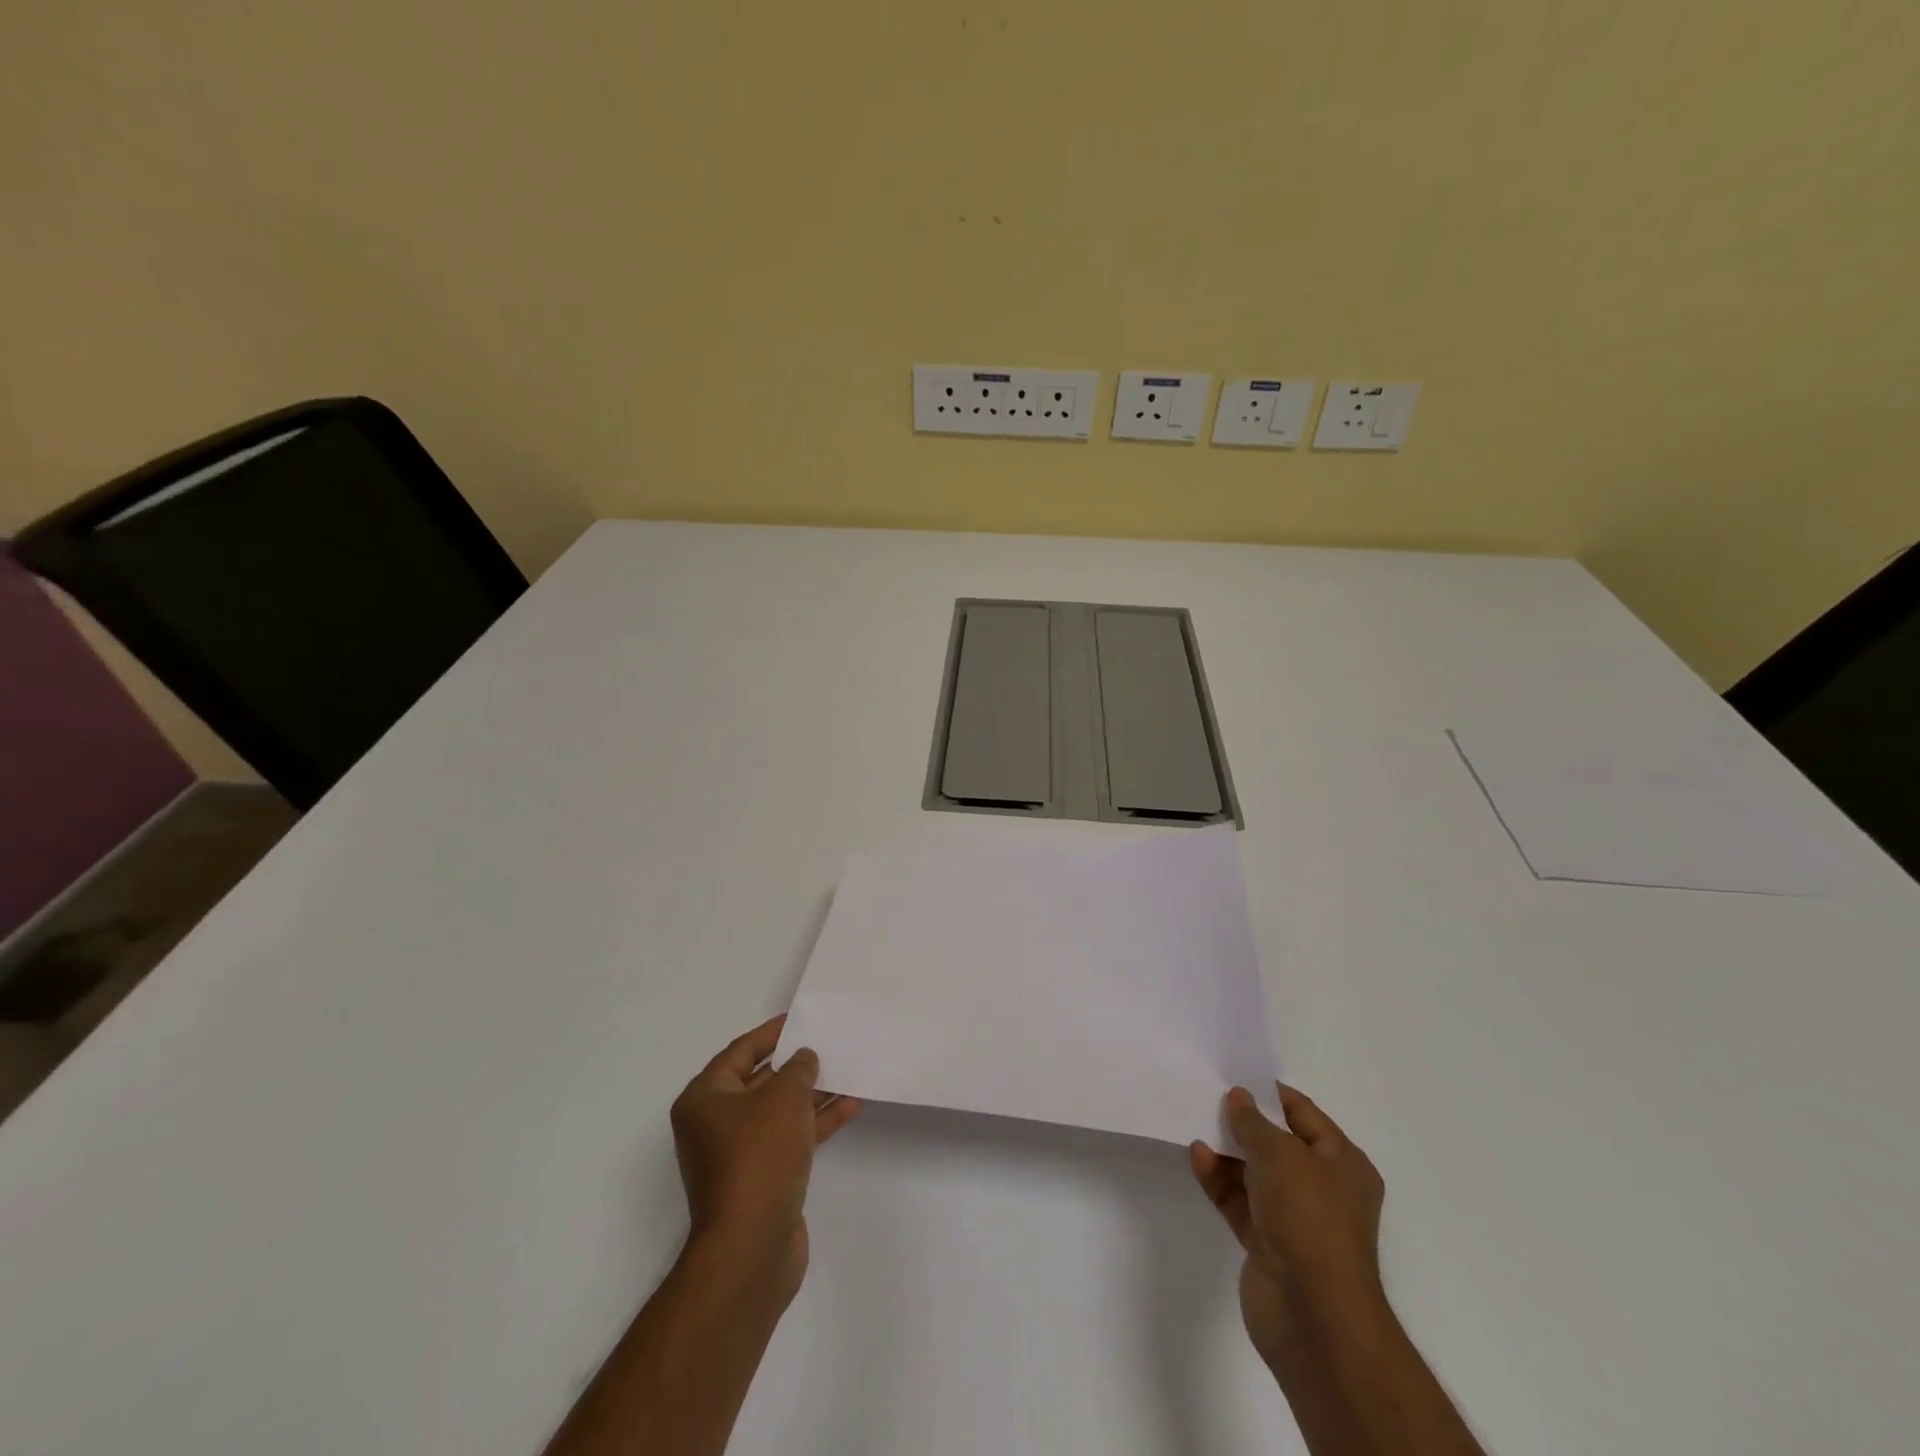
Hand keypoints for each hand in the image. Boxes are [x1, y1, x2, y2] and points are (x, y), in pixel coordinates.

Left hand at [669, 1015, 860, 1306]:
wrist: (751, 1246)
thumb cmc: (758, 1156)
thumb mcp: (783, 1097)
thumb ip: (798, 1068)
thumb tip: (803, 1059)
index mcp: (704, 1098)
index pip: (741, 1051)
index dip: (772, 1032)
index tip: (800, 1018)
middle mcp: (715, 1123)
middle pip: (760, 1081)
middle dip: (795, 1064)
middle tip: (828, 1043)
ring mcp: (738, 1154)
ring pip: (779, 1111)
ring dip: (812, 1093)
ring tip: (847, 1070)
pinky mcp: (761, 1179)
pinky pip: (790, 1137)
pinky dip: (816, 1122)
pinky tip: (850, 1106)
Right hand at [1190, 1084, 1384, 1360]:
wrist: (1313, 1314)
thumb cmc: (1309, 1217)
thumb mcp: (1280, 1153)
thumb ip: (1253, 1122)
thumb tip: (1238, 1097)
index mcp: (1343, 1164)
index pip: (1304, 1114)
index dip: (1270, 1093)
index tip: (1234, 1075)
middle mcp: (1322, 1188)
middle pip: (1277, 1143)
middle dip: (1244, 1122)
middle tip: (1207, 1095)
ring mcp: (1294, 1219)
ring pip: (1255, 1173)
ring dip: (1227, 1150)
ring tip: (1195, 1121)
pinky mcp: (1267, 1244)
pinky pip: (1239, 1201)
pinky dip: (1219, 1180)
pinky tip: (1197, 1157)